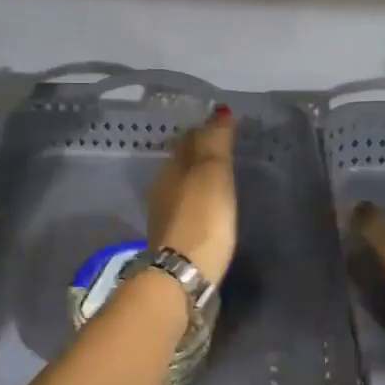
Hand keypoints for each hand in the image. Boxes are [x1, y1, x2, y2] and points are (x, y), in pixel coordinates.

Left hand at [147, 107, 237, 283]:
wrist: (183, 274)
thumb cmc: (202, 218)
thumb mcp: (212, 173)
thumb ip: (215, 142)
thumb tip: (219, 110)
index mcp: (171, 169)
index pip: (188, 141)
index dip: (204, 131)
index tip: (222, 128)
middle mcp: (162, 189)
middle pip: (181, 164)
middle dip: (198, 155)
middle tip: (222, 150)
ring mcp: (164, 217)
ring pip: (181, 187)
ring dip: (196, 180)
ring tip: (218, 178)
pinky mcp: (172, 241)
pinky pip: (185, 210)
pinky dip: (196, 203)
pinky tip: (207, 209)